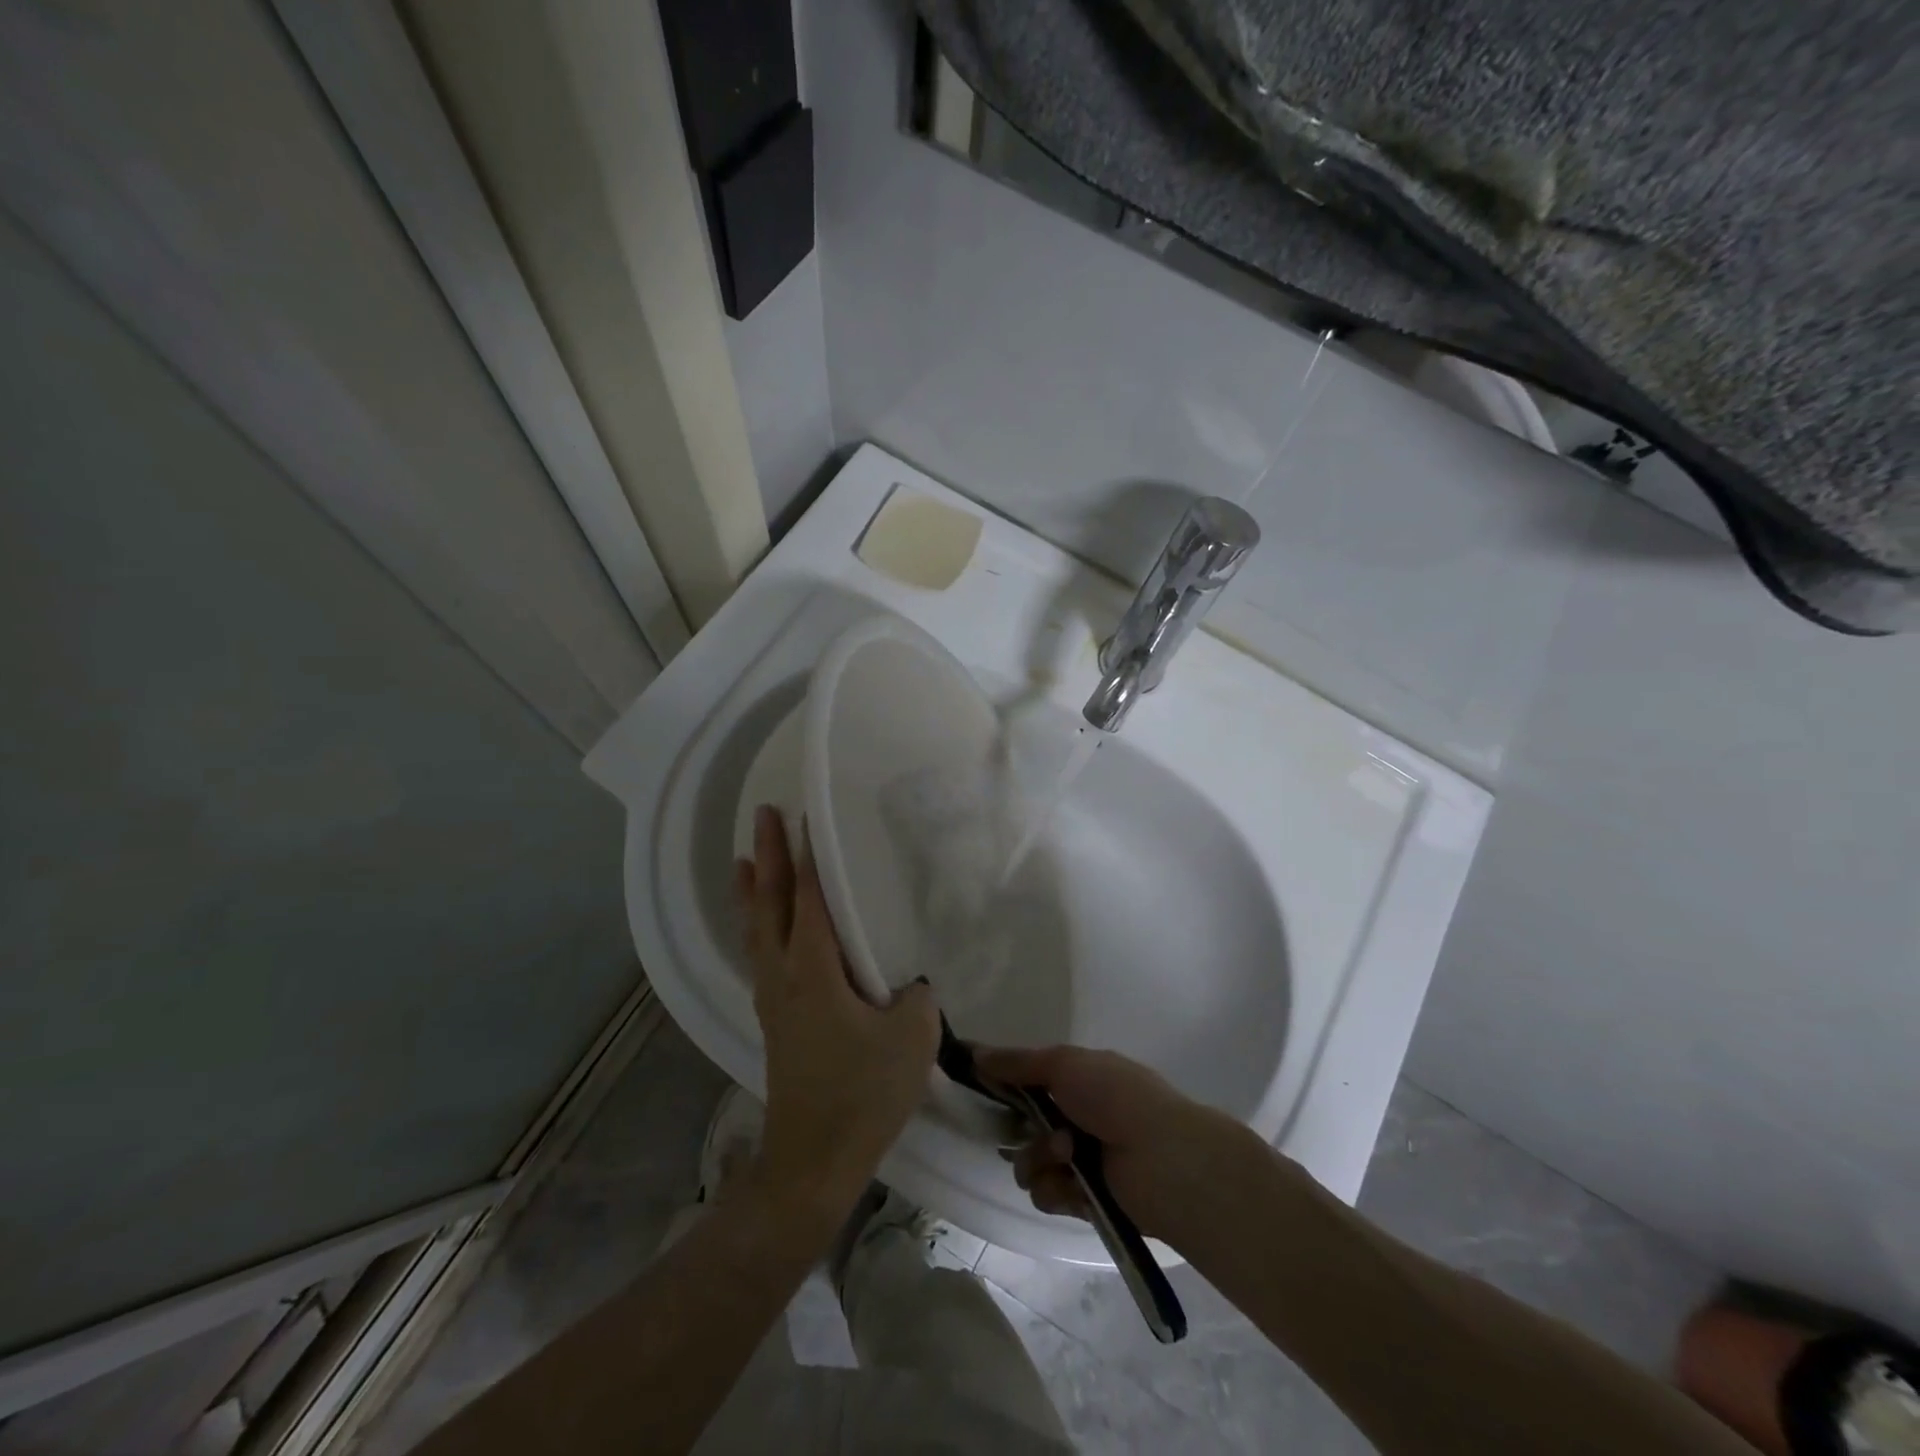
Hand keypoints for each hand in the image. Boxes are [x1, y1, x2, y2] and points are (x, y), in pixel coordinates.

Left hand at [734, 807, 938, 1218]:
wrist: (813, 1160)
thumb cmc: (863, 1093)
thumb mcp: (912, 1037)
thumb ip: (917, 997)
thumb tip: (909, 984)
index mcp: (814, 969)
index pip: (810, 897)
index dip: (810, 855)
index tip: (804, 815)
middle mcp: (784, 974)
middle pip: (770, 902)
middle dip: (768, 854)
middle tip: (763, 813)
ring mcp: (772, 999)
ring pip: (756, 929)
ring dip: (753, 890)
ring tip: (745, 859)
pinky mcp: (774, 1020)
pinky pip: (759, 954)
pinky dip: (757, 925)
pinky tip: (764, 928)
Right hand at [975, 1044, 1251, 1243]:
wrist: (1165, 1160)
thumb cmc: (1116, 1098)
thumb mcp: (1065, 1064)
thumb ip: (1018, 1062)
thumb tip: (976, 1053)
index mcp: (1080, 1080)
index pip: (1030, 1081)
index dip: (1006, 1085)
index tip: (980, 1087)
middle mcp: (1079, 1117)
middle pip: (1025, 1126)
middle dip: (1021, 1130)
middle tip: (1032, 1131)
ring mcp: (1082, 1160)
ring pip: (1030, 1163)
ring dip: (1038, 1159)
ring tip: (1064, 1155)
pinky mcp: (1085, 1200)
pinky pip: (1047, 1195)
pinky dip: (1054, 1189)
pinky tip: (1071, 1183)